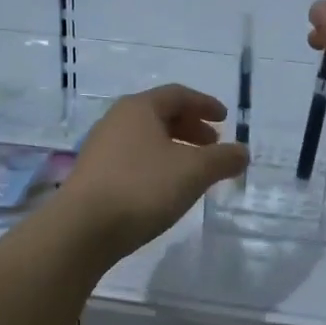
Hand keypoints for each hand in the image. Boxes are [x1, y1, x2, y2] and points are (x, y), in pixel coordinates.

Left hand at [59, 84, 248, 258]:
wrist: (83, 229)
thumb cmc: (143, 188)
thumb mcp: (194, 172)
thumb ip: (223, 159)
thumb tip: (242, 152)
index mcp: (139, 108)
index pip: (178, 95)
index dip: (205, 104)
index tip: (224, 118)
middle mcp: (116, 121)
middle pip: (160, 115)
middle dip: (191, 128)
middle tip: (213, 146)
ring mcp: (101, 149)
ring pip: (146, 139)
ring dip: (174, 148)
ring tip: (194, 170)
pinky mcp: (94, 176)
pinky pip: (133, 160)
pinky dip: (157, 165)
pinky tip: (167, 189)